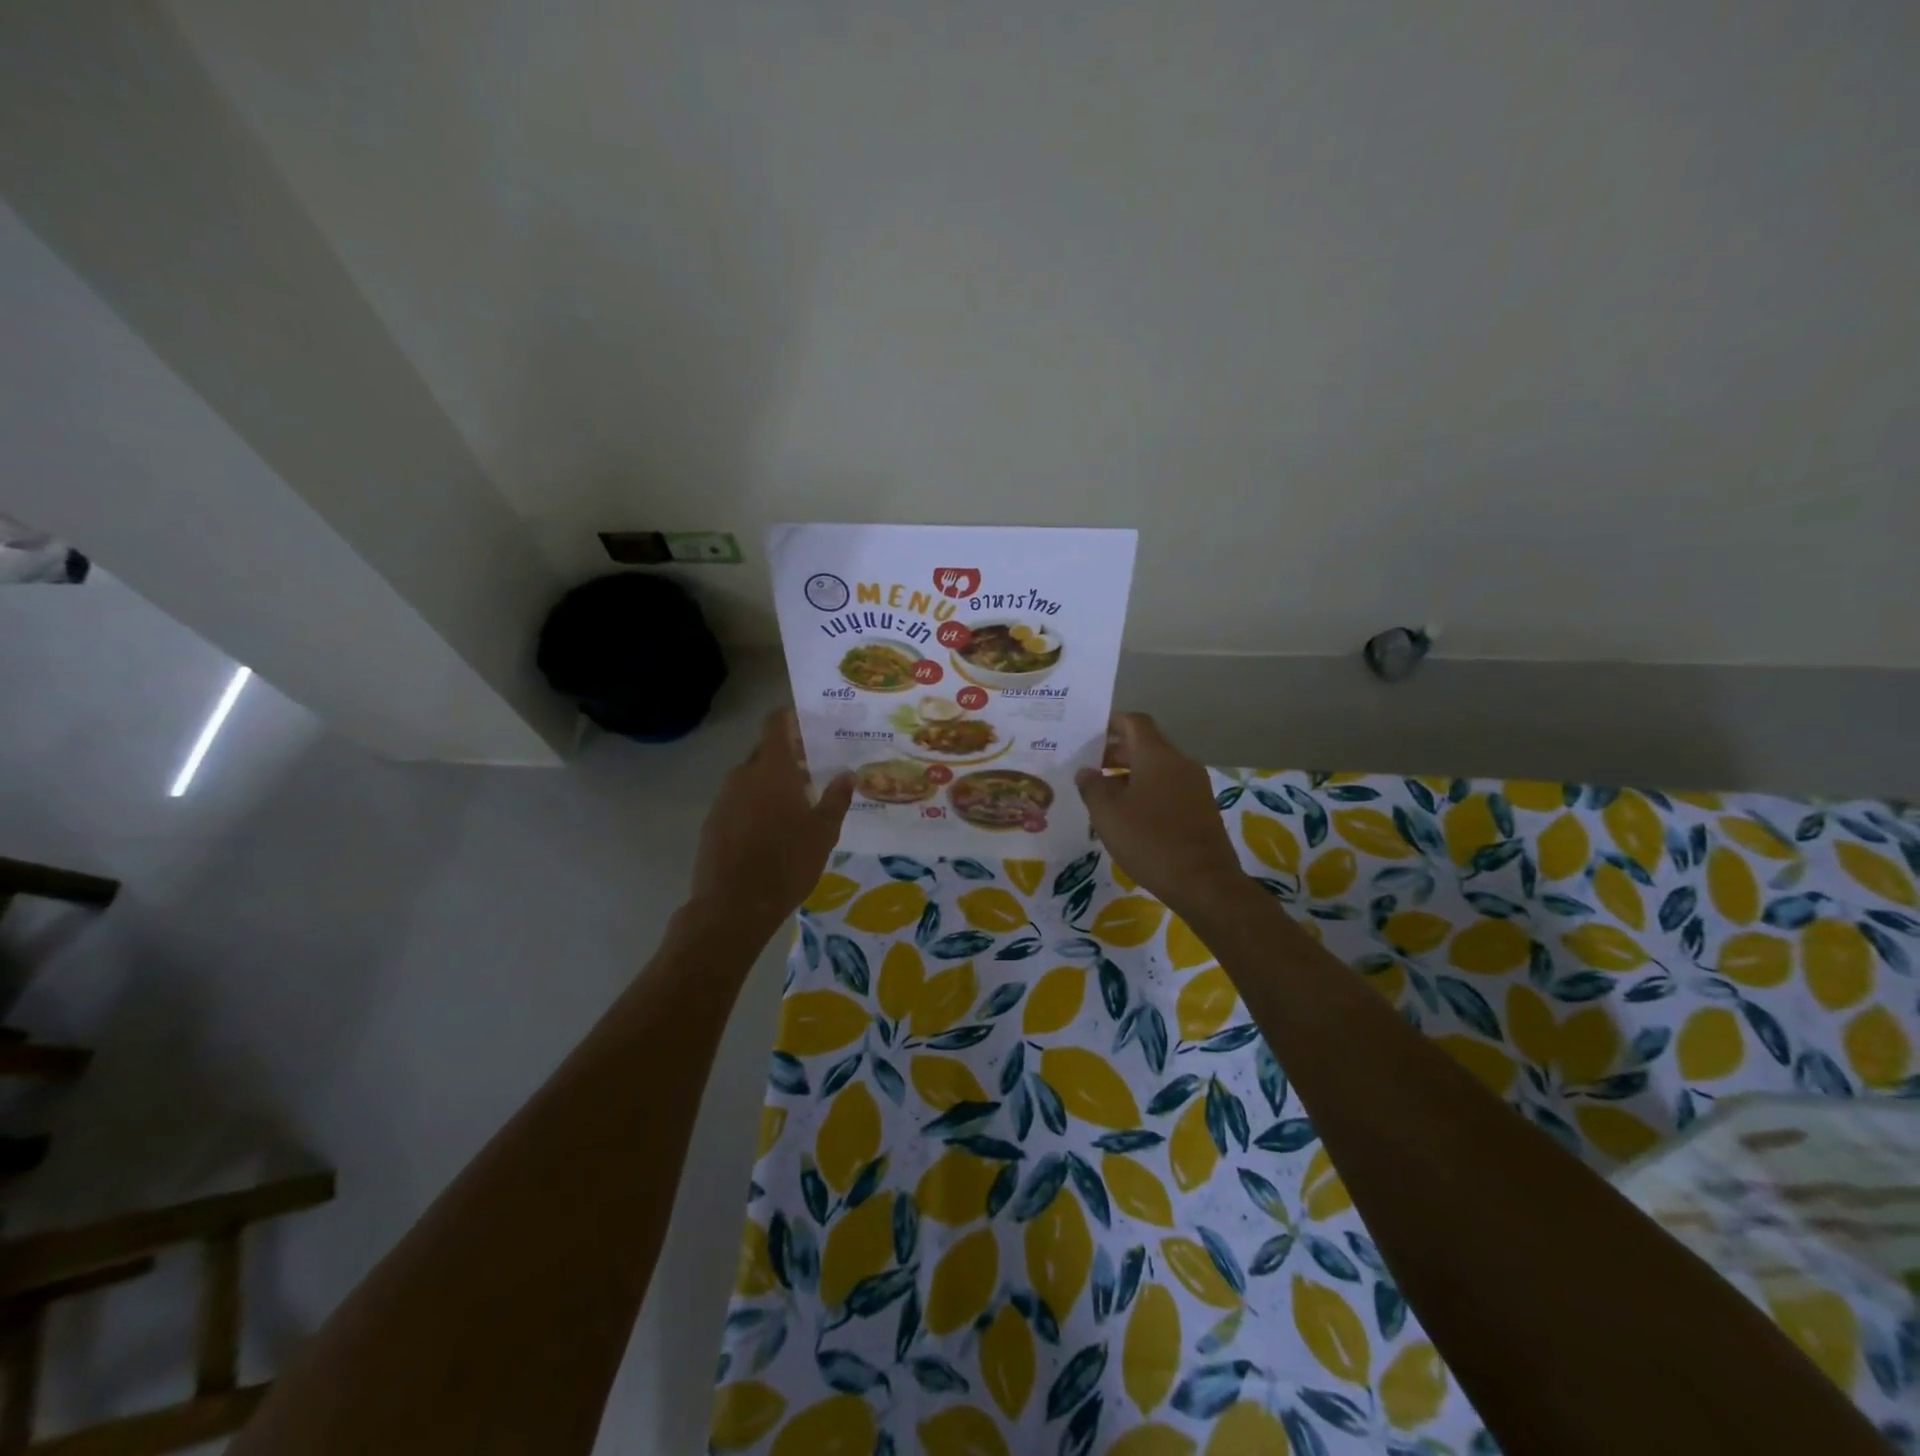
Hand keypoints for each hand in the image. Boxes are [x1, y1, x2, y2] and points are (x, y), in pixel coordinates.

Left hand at [687, 710, 853, 937]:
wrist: (733, 906)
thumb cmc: (787, 862)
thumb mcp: (823, 832)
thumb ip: (836, 798)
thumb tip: (847, 774)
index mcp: (772, 769)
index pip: (775, 723)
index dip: (791, 718)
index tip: (810, 724)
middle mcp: (744, 775)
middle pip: (766, 752)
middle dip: (788, 757)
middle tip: (814, 771)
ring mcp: (723, 799)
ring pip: (751, 779)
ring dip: (772, 783)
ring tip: (796, 805)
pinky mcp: (712, 823)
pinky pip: (738, 802)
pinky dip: (755, 805)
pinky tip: (771, 830)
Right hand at [1076, 713, 1248, 916]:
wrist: (1204, 882)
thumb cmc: (1150, 841)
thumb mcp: (1108, 815)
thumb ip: (1092, 787)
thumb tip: (1086, 771)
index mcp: (1157, 756)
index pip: (1134, 722)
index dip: (1111, 723)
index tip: (1089, 734)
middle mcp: (1180, 762)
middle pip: (1146, 744)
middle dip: (1116, 752)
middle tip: (1090, 768)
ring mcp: (1195, 785)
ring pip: (1158, 767)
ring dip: (1131, 773)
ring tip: (1105, 794)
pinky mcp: (1202, 807)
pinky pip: (1169, 786)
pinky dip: (1148, 790)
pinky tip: (1131, 814)